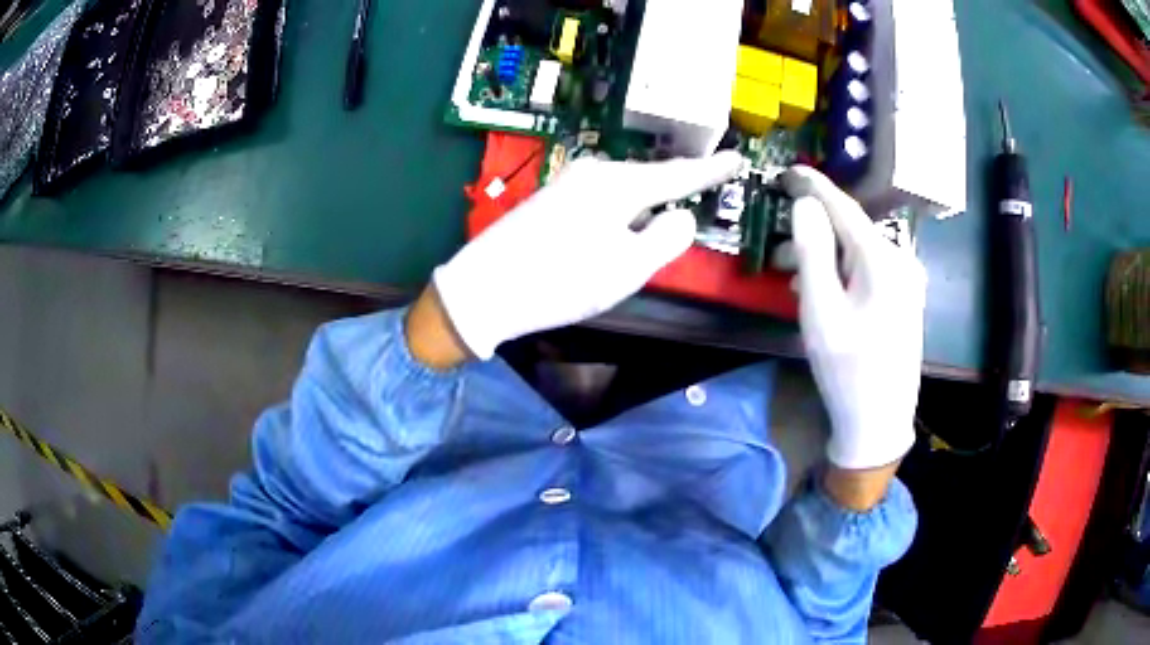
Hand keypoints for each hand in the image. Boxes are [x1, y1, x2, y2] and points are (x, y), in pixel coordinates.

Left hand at [433, 152, 743, 359]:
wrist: (483, 290)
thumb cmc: (562, 281)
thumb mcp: (629, 267)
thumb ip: (667, 238)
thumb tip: (680, 217)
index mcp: (618, 184)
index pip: (678, 175)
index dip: (711, 170)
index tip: (737, 159)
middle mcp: (593, 174)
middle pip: (649, 181)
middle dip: (673, 193)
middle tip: (698, 197)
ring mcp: (567, 184)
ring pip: (624, 193)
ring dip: (643, 210)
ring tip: (653, 231)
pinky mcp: (550, 201)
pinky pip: (601, 202)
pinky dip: (618, 216)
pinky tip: (613, 235)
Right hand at [783, 166, 925, 471]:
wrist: (880, 422)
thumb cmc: (847, 368)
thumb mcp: (821, 310)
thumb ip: (813, 251)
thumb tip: (805, 204)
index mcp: (883, 259)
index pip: (844, 208)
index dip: (813, 186)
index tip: (786, 171)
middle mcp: (901, 261)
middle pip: (851, 231)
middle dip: (813, 233)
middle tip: (777, 251)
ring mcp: (907, 281)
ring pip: (858, 253)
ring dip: (825, 258)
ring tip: (794, 280)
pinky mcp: (905, 299)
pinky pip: (869, 271)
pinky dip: (842, 273)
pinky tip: (824, 292)